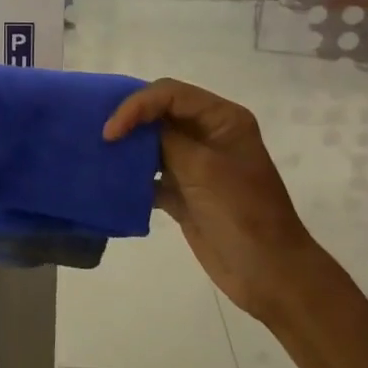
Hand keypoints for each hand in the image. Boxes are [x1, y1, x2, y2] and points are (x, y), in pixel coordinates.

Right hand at [104, 78, 314, 319]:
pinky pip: (151, 174)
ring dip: (128, 148)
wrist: (269, 273)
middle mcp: (209, 135)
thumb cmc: (242, 213)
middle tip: (99, 136)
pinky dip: (132, 177)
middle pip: (159, 114)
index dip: (137, 105)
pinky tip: (111, 182)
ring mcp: (196, 165)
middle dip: (129, 121)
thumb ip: (166, 139)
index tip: (111, 131)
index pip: (170, 94)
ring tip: (99, 155)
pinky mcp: (184, 193)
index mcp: (222, 119)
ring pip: (152, 143)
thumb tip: (131, 125)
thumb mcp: (203, 168)